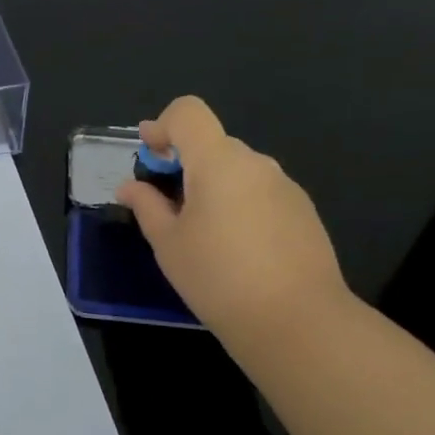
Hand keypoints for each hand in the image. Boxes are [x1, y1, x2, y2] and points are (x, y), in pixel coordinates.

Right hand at [115, 96, 350, 347]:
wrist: (298, 322)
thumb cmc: (218, 278)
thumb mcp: (168, 243)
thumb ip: (147, 206)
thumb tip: (130, 187)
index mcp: (218, 161)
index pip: (188, 112)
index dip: (163, 126)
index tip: (149, 156)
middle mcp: (255, 163)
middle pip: (212, 144)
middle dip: (185, 164)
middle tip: (167, 205)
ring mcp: (285, 187)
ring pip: (238, 171)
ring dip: (214, 186)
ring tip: (203, 234)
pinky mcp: (304, 213)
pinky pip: (261, 193)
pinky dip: (240, 205)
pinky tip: (237, 250)